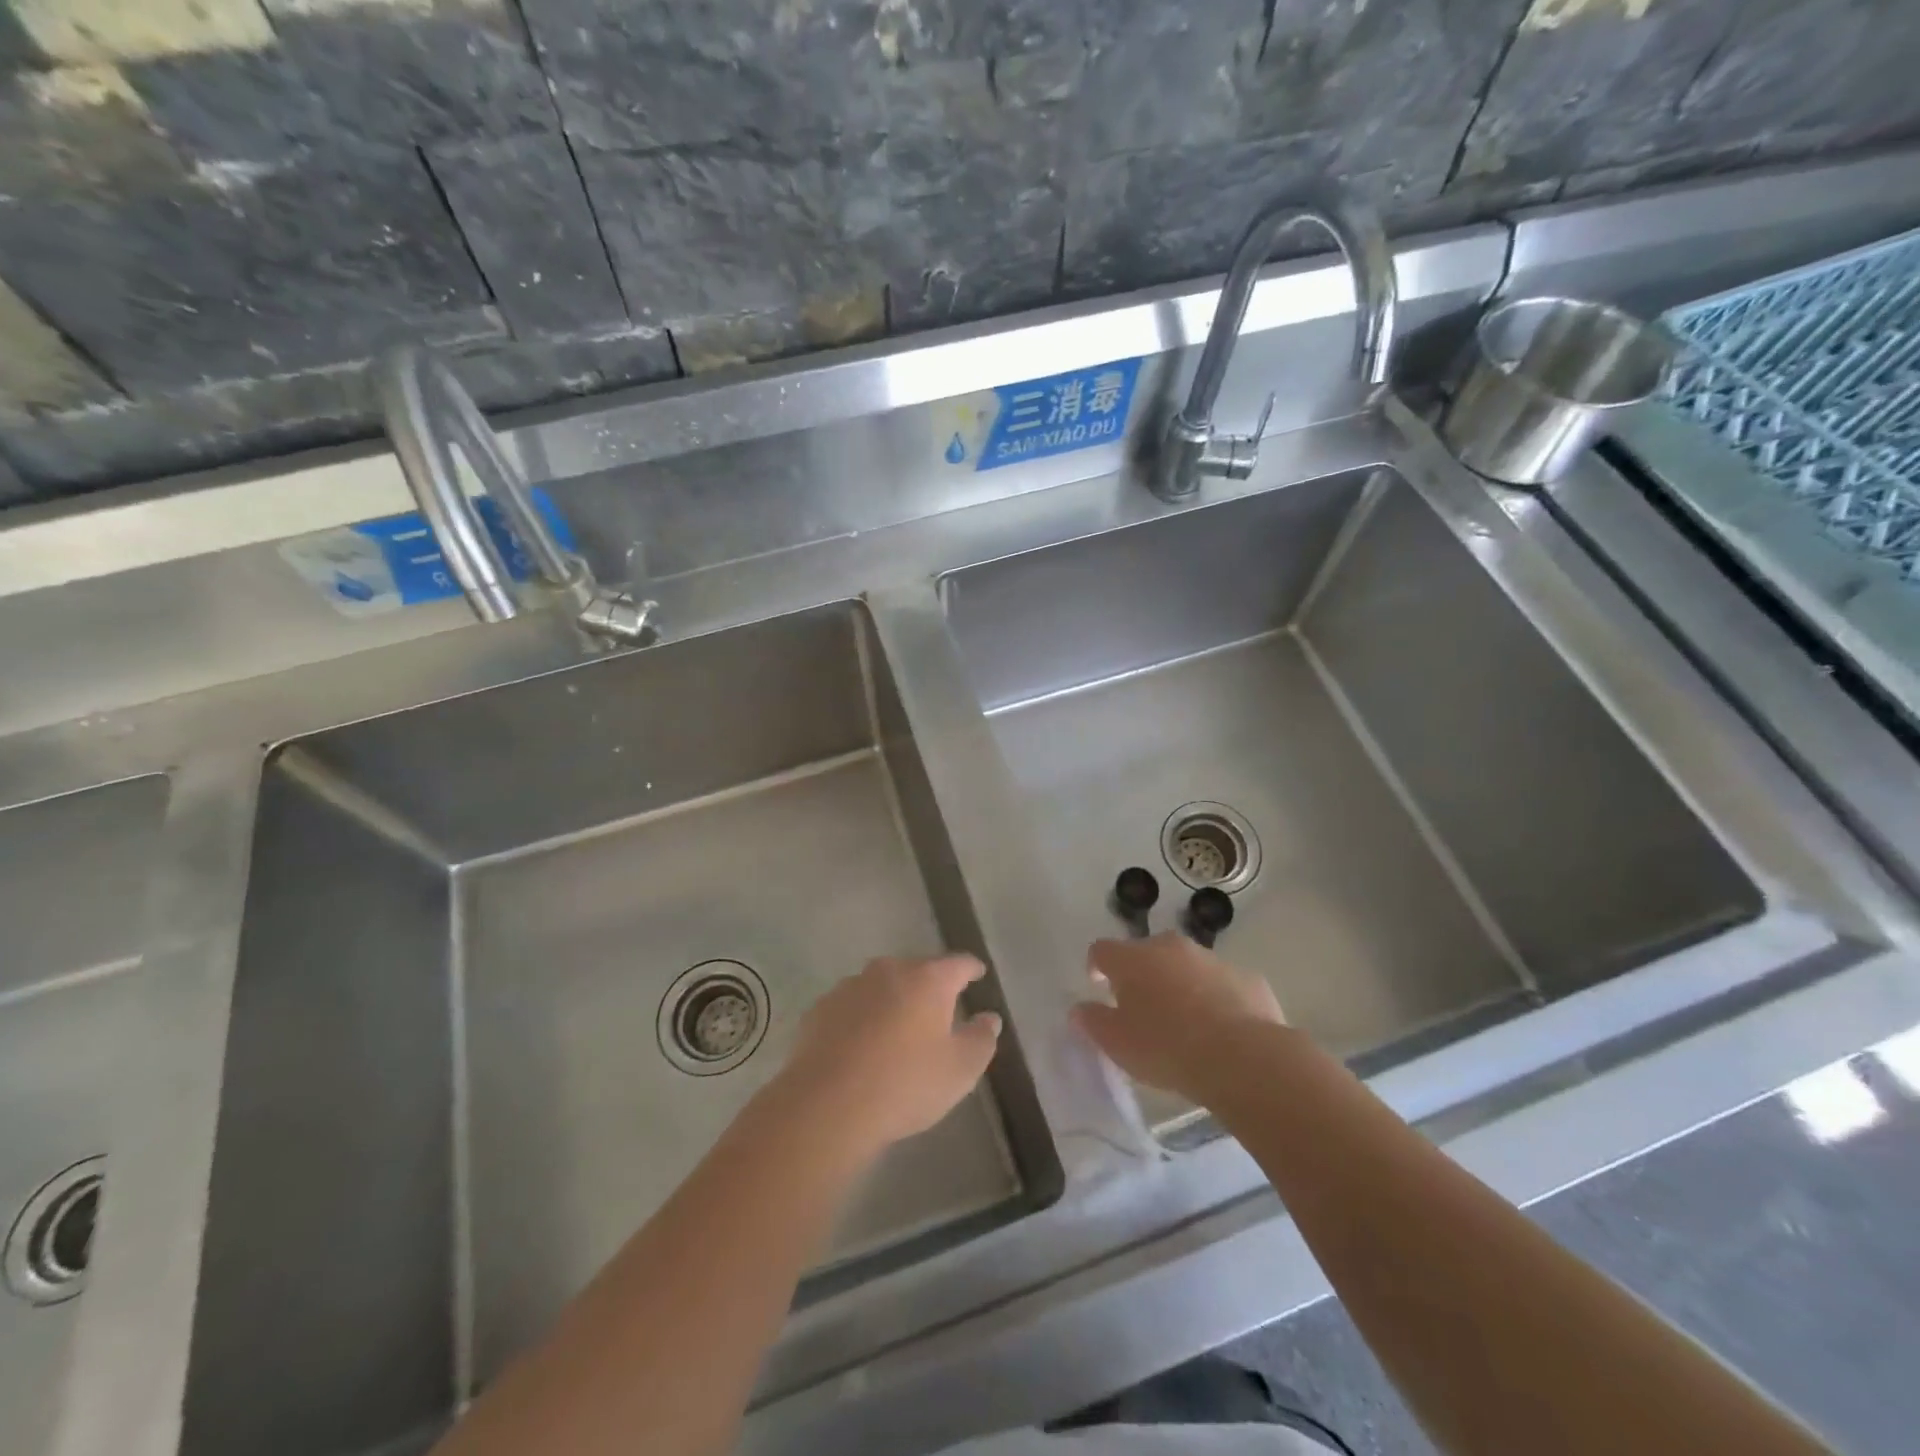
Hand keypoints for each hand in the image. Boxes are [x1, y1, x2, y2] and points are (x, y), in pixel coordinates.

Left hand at [776, 955, 1002, 1160]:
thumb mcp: (960, 1070)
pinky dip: (861, 1019)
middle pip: (916, 971)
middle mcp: (888, 971)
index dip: (971, 969)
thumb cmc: (905, 1084)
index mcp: (928, 979)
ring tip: (896, 1032)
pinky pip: (851, 1007)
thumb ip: (981, 1039)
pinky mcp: (820, 1009)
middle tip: (937, 1013)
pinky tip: (860, 1047)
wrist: (826, 1106)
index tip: (977, 973)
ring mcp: (850, 987)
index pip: (958, 963)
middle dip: (929, 987)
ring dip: (891, 1001)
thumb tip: (989, 1018)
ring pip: (880, 987)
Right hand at [1073, 932, 1285, 1103]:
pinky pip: (1222, 984)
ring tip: (1185, 1022)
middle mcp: (1171, 947)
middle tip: (1143, 1009)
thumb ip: (1093, 1022)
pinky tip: (1221, 1030)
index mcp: (1133, 958)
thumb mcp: (1117, 1043)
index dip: (1097, 966)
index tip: (1099, 987)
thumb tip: (1080, 1009)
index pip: (1102, 950)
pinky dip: (1216, 999)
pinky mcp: (1248, 978)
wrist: (1242, 1058)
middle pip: (1147, 953)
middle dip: (1142, 974)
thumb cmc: (1166, 1048)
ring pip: (1187, 966)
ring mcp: (1212, 959)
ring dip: (1180, 984)